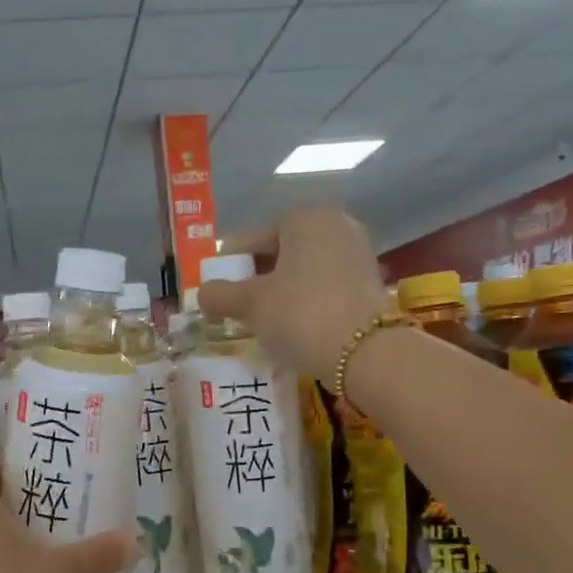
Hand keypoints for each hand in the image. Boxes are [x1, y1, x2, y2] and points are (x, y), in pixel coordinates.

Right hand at [200, 204, 388, 380]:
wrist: (365, 354)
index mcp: (306, 218)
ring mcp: (358, 254)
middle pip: (281, 251)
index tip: (215, 287)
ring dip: (281, 291)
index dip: (229, 264)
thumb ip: (220, 295)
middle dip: (257, 277)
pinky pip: (325, 287)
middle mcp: (337, 225)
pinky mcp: (370, 284)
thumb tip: (202, 293)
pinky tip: (292, 325)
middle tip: (235, 305)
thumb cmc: (300, 314)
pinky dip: (305, 301)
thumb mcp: (251, 304)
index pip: (254, 237)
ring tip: (261, 319)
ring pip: (304, 270)